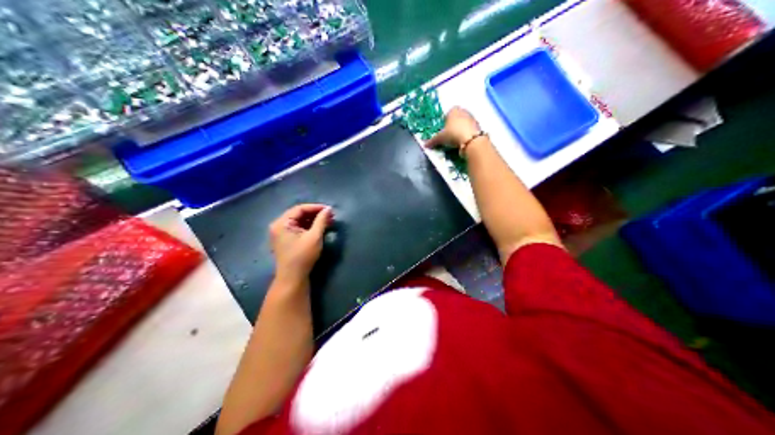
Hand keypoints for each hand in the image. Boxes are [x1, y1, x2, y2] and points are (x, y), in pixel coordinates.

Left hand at [271, 204, 333, 283]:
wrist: (292, 278)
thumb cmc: (303, 256)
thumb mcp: (314, 237)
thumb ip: (321, 221)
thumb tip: (329, 209)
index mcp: (282, 223)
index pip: (300, 209)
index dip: (316, 208)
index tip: (330, 210)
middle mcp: (278, 225)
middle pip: (298, 214)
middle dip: (315, 214)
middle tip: (330, 216)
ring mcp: (280, 233)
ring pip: (298, 221)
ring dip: (312, 221)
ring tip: (327, 222)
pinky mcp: (285, 240)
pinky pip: (297, 228)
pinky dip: (308, 227)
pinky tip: (319, 229)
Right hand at [426, 105, 482, 148]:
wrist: (472, 140)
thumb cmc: (453, 134)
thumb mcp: (440, 138)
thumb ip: (432, 141)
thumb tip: (424, 145)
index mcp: (453, 110)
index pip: (447, 114)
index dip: (445, 122)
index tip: (444, 131)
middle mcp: (463, 111)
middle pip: (457, 118)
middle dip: (453, 126)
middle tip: (450, 136)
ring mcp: (472, 118)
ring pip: (464, 124)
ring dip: (461, 130)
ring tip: (458, 141)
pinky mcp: (479, 126)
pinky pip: (470, 129)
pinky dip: (467, 134)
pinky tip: (465, 141)